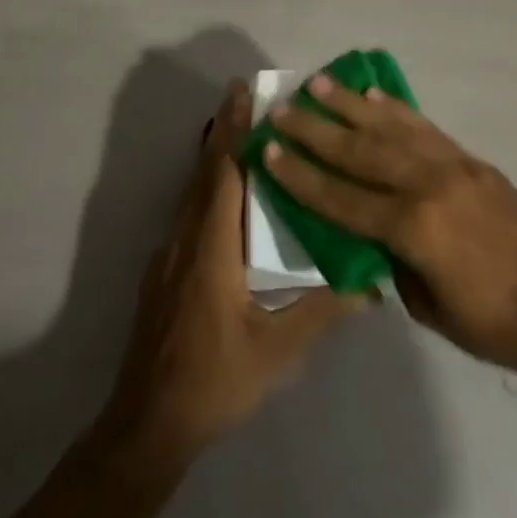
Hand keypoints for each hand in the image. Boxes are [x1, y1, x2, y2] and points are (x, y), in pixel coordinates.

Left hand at [96, 81, 366, 471]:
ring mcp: (170, 256)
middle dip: (223, 130)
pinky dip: (206, 185)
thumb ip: (321, 312)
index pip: (224, 175)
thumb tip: (369, 284)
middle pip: (205, 173)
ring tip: (238, 130)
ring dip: (214, 155)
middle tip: (244, 94)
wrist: (147, 424)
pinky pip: (188, 212)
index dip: (234, 132)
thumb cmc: (214, 382)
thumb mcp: (276, 352)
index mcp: (212, 250)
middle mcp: (186, 240)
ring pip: (193, 191)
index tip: (243, 93)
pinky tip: (224, 193)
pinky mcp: (164, 272)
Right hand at [266, 77, 516, 374]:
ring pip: (390, 128)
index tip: (269, 150)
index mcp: (413, 229)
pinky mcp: (472, 161)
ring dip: (350, 105)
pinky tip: (374, 96)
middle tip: (282, 109)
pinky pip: (425, 128)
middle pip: (360, 151)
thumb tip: (366, 230)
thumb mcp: (427, 306)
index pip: (341, 197)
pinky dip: (396, 110)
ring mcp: (453, 166)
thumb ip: (391, 259)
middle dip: (315, 130)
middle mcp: (428, 185)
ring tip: (318, 84)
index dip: (301, 176)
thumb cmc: (492, 324)